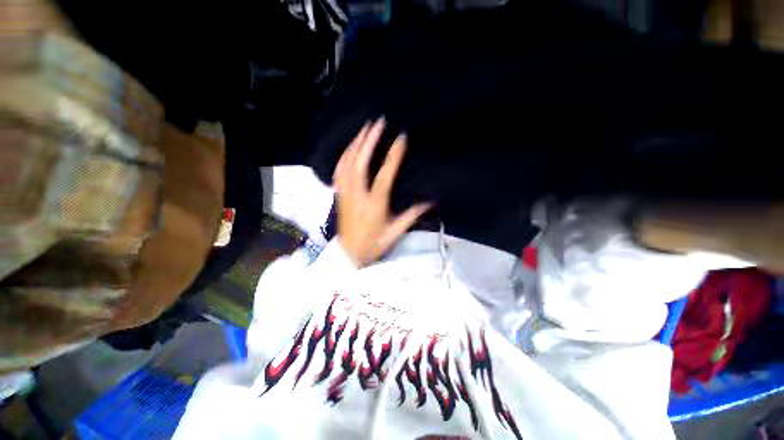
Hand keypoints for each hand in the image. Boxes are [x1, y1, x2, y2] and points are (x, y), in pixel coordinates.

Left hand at [333, 119, 430, 266]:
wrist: (349, 255)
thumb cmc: (374, 245)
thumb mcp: (396, 232)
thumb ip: (413, 215)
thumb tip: (431, 201)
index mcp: (374, 206)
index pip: (383, 177)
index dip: (392, 157)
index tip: (400, 138)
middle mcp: (357, 196)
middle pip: (359, 164)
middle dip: (368, 141)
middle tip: (377, 123)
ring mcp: (345, 194)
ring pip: (346, 164)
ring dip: (355, 144)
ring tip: (364, 129)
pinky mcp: (339, 195)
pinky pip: (338, 171)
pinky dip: (344, 156)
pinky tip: (350, 148)